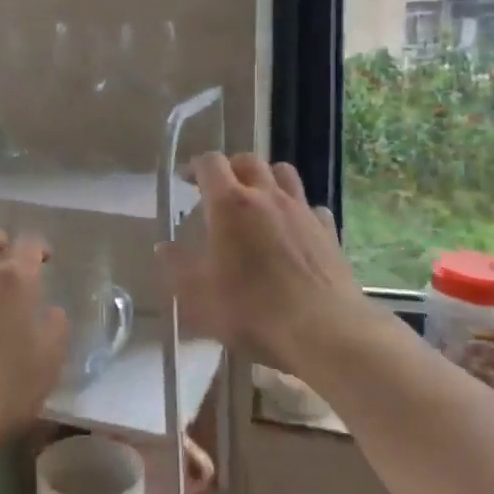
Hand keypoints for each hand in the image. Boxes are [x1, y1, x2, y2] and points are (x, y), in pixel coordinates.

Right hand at [157, 152, 370, 373]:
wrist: (324, 332)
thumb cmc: (252, 311)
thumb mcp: (200, 296)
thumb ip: (178, 267)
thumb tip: (164, 247)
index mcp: (229, 205)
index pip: (211, 164)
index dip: (196, 167)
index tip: (187, 180)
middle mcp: (267, 197)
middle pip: (249, 161)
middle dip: (231, 168)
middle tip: (219, 189)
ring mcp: (301, 211)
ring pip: (284, 174)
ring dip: (267, 178)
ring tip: (257, 200)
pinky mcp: (328, 231)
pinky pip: (310, 206)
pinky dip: (298, 210)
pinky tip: (293, 230)